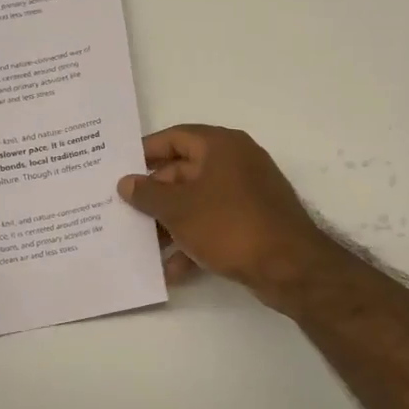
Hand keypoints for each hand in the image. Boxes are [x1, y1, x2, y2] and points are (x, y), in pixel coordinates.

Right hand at [117, 125, 337, 307]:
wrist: (289, 266)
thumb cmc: (230, 225)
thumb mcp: (179, 209)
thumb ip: (148, 194)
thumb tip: (126, 182)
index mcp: (221, 146)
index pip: (175, 137)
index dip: (145, 152)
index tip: (119, 168)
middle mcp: (236, 162)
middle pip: (184, 172)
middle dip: (154, 196)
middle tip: (124, 213)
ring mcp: (247, 194)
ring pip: (197, 202)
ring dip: (170, 224)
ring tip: (142, 247)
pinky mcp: (253, 223)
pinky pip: (214, 225)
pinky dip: (193, 242)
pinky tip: (172, 270)